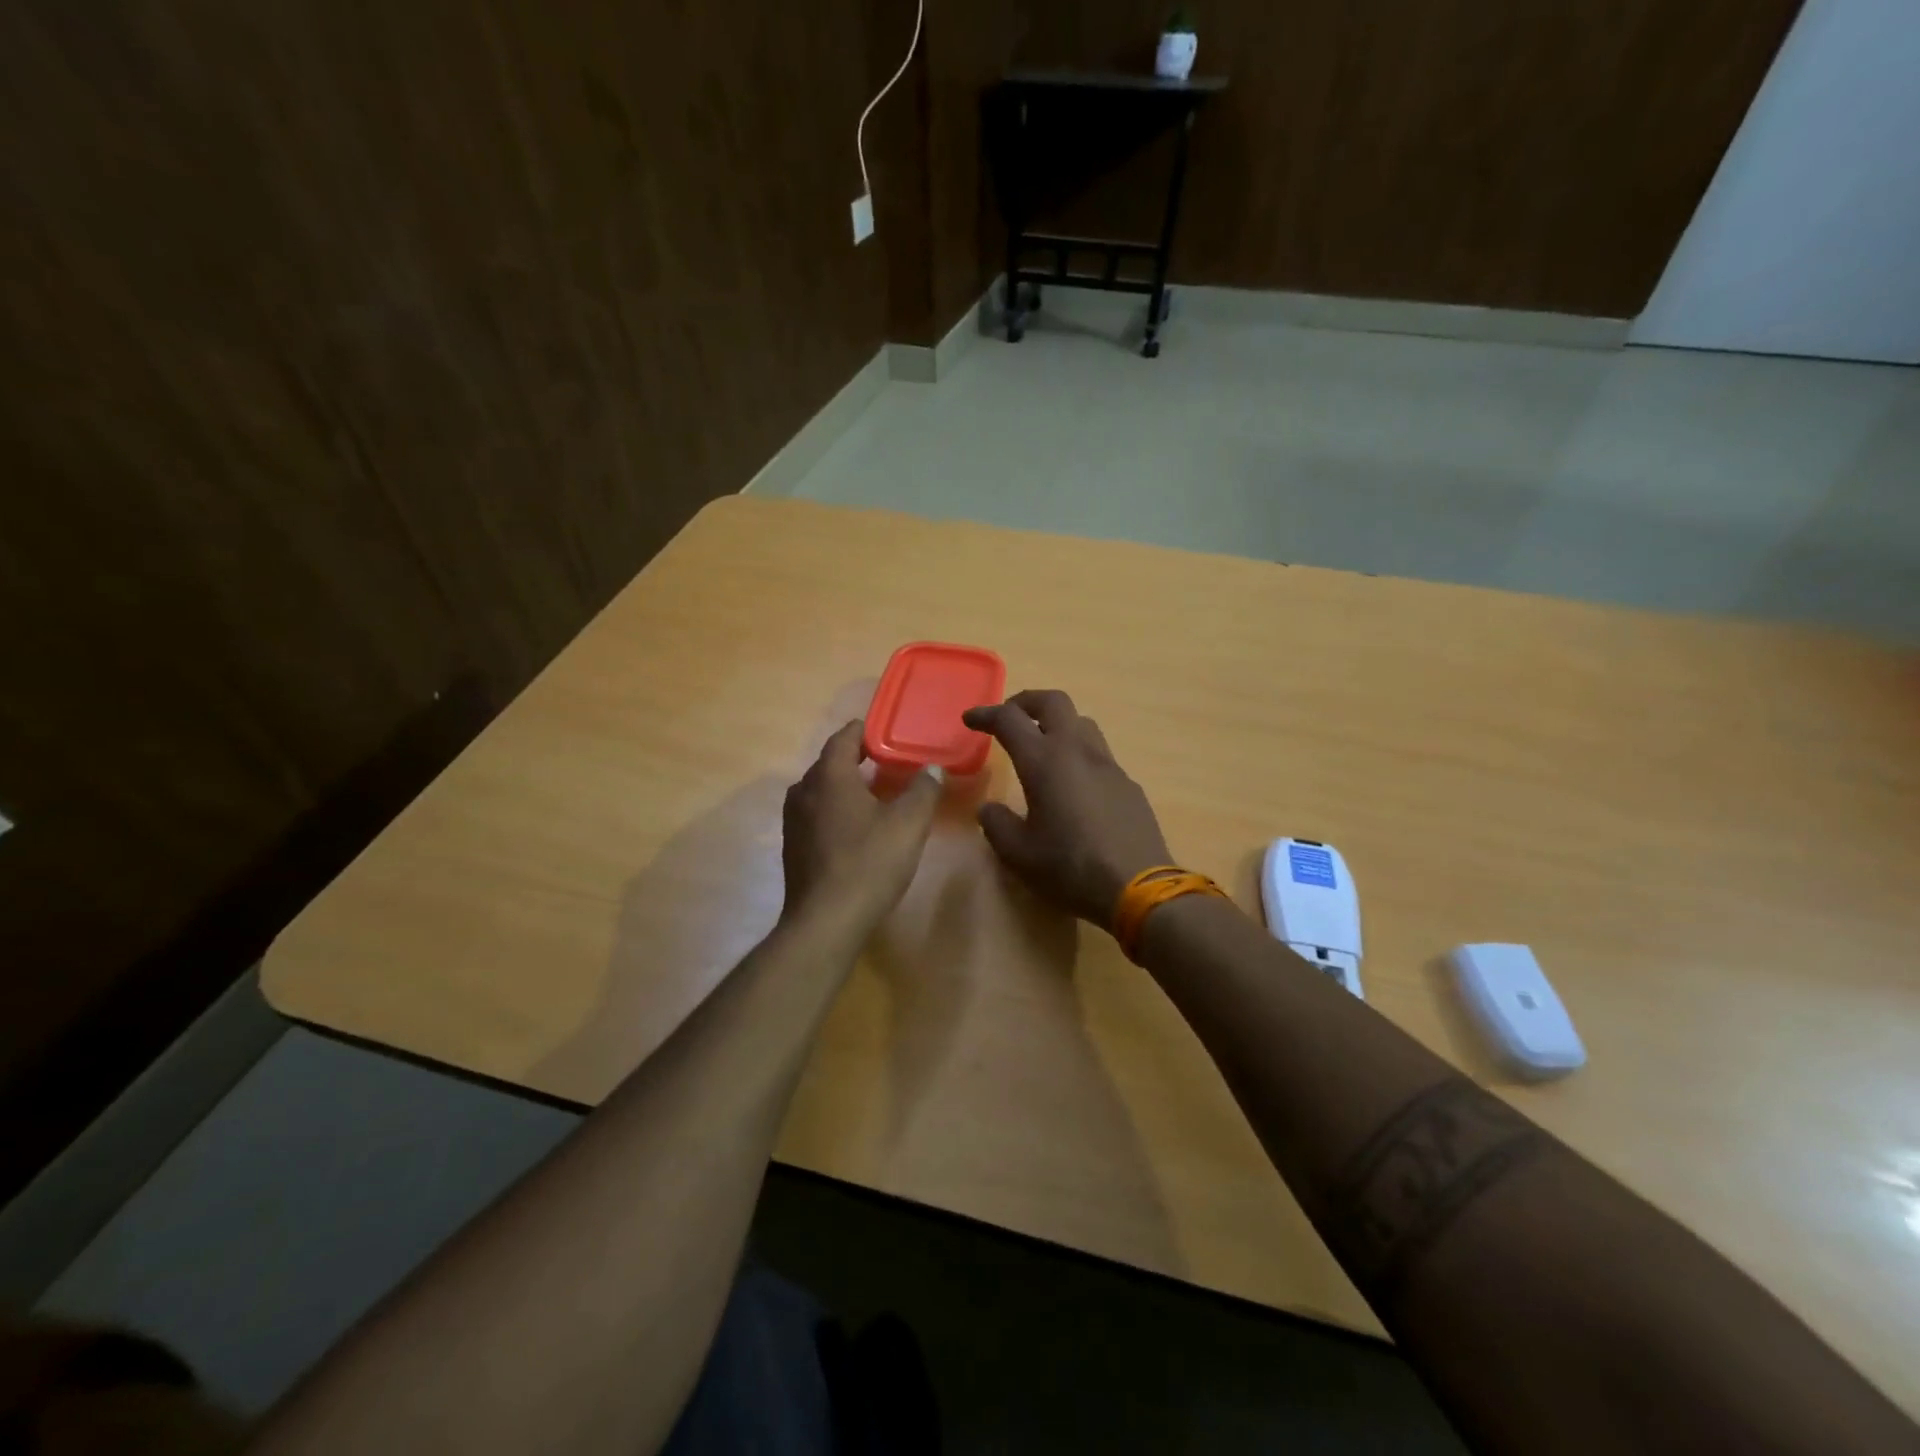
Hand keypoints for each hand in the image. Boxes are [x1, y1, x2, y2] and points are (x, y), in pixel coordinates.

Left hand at [781, 721, 941, 931]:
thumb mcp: (908, 824)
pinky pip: (816, 815)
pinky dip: (836, 810)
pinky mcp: (794, 847)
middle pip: (830, 764)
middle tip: (887, 762)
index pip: (843, 739)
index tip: (884, 731)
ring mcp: (794, 821)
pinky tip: (857, 828)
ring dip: (845, 787)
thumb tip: (933, 769)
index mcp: (829, 777)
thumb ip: (924, 790)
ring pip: (821, 791)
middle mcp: (804, 791)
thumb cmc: (868, 863)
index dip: (864, 731)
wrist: (825, 922)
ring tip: (874, 794)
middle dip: (856, 759)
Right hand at [962, 690, 1172, 927]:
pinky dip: (1078, 755)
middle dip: (1026, 702)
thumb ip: (996, 825)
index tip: (970, 720)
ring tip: (1042, 748)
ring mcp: (1108, 765)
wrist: (1138, 888)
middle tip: (1009, 718)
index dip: (986, 714)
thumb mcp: (1019, 854)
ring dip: (1056, 724)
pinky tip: (1073, 787)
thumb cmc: (1070, 868)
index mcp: (1044, 761)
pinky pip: (1099, 755)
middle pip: (1053, 702)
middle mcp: (1077, 751)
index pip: (1009, 719)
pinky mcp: (1128, 784)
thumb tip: (989, 809)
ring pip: (1081, 723)